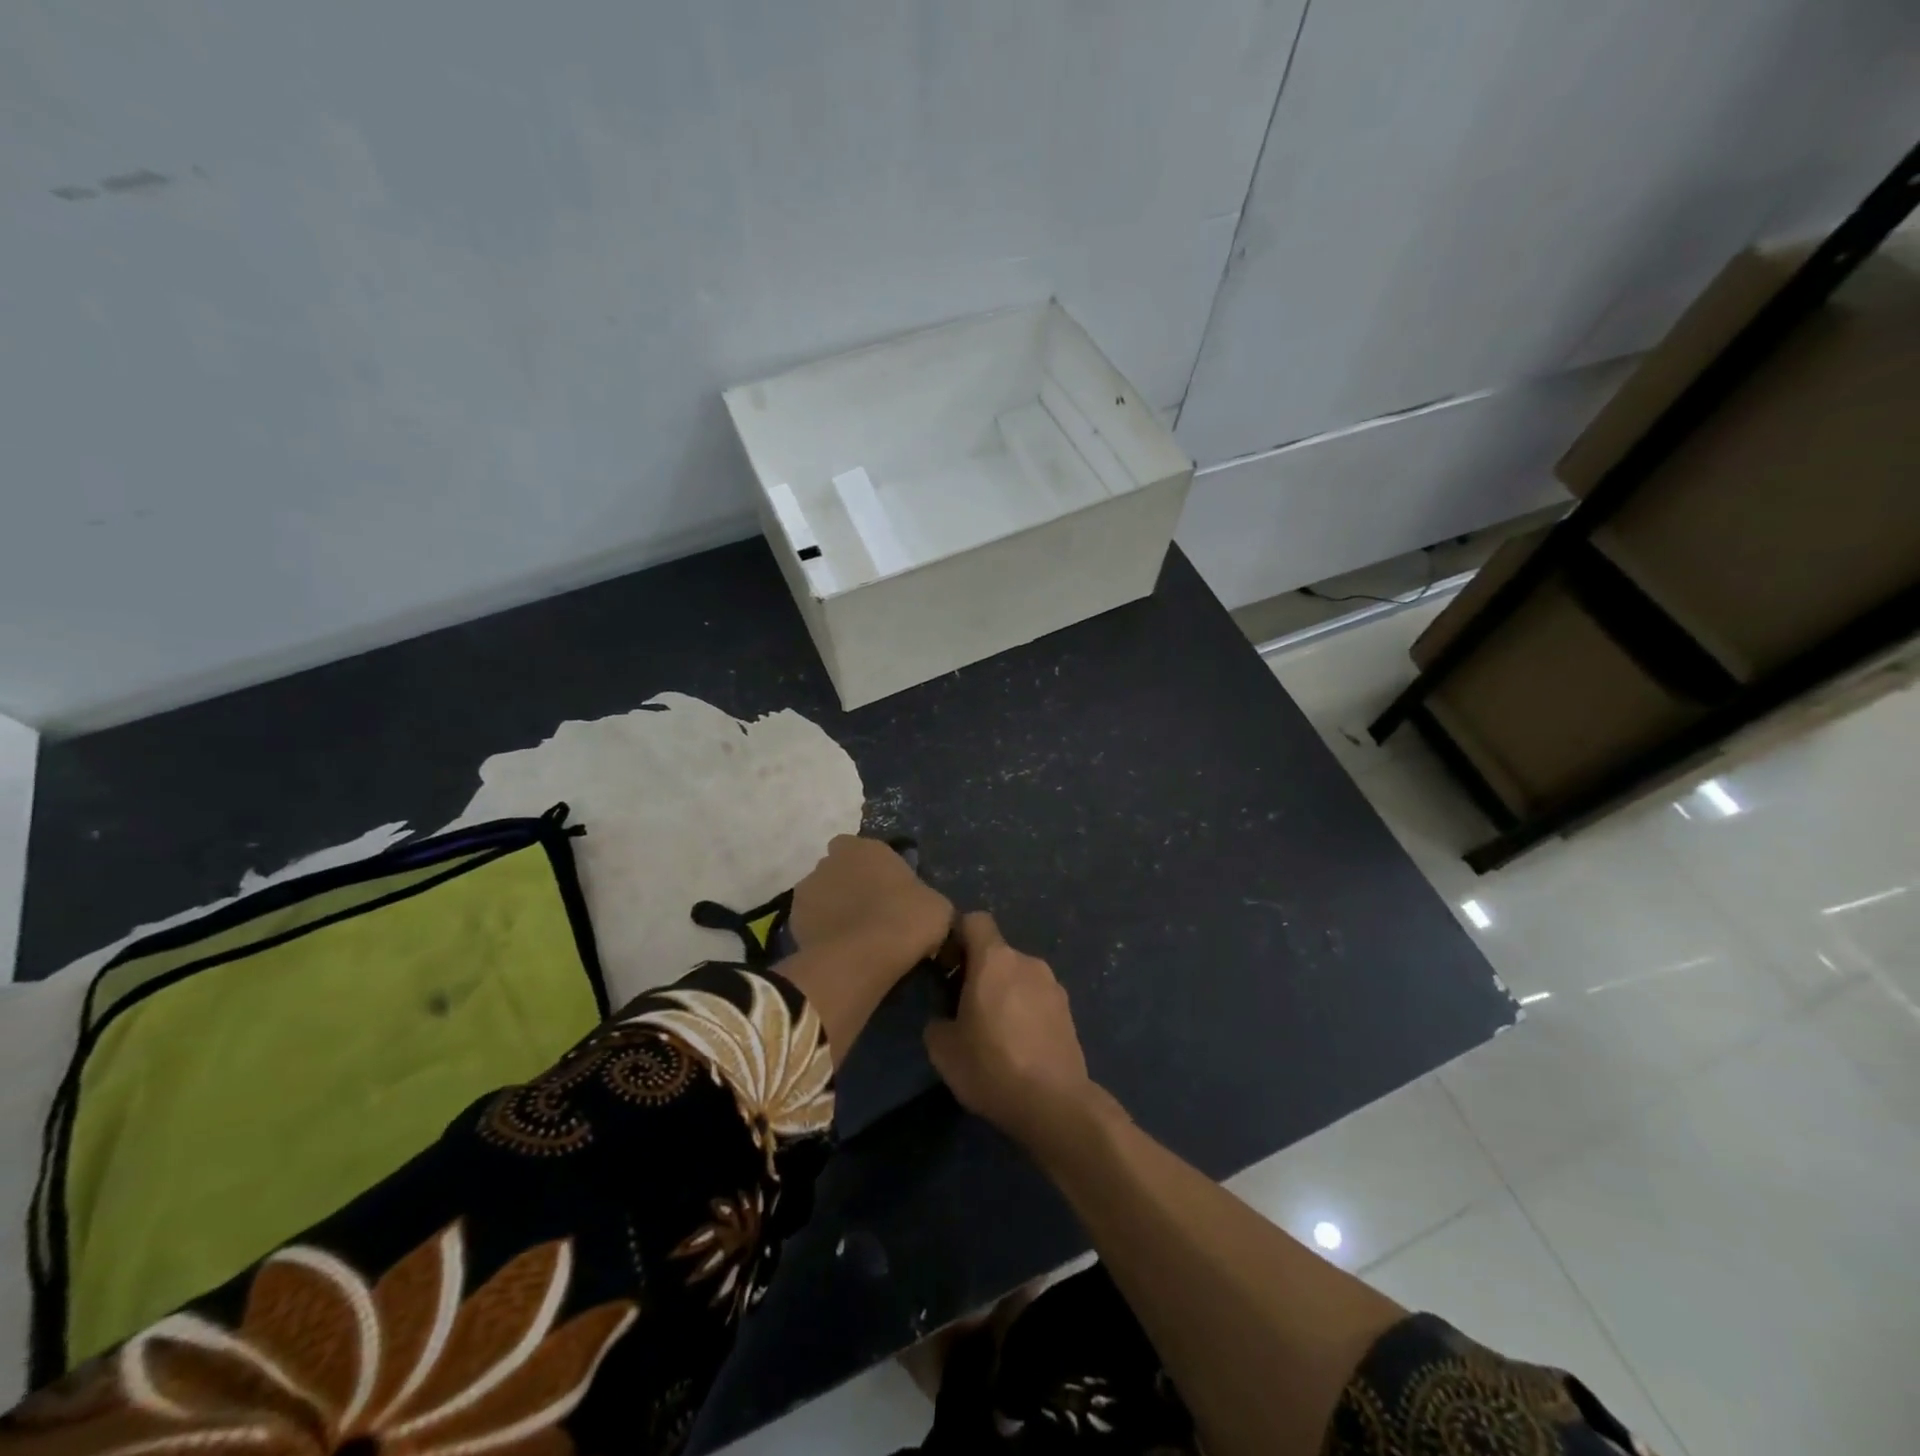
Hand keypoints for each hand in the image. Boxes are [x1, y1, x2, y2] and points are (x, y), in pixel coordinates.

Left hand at [790, 835, 951, 973]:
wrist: (863, 957)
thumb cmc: (906, 920)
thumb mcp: (937, 906)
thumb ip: (924, 897)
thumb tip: (922, 908)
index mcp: (865, 847)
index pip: (864, 849)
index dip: (874, 868)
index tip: (888, 890)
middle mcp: (830, 860)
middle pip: (840, 869)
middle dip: (850, 886)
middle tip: (872, 913)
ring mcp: (807, 889)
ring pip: (822, 896)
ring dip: (834, 909)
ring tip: (854, 937)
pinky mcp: (792, 921)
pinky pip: (812, 923)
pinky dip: (822, 933)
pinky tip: (840, 952)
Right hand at [924, 913, 1101, 1150]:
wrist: (1054, 1104)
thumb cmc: (991, 1066)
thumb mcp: (943, 1049)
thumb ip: (937, 1021)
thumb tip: (946, 1018)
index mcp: (995, 959)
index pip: (975, 920)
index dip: (958, 936)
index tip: (947, 966)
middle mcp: (1027, 961)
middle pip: (997, 952)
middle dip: (980, 972)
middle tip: (965, 1009)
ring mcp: (1053, 985)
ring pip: (1019, 976)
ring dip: (1005, 993)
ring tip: (995, 1033)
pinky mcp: (1069, 1011)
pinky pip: (1037, 998)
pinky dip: (1026, 1011)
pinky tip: (1020, 1046)